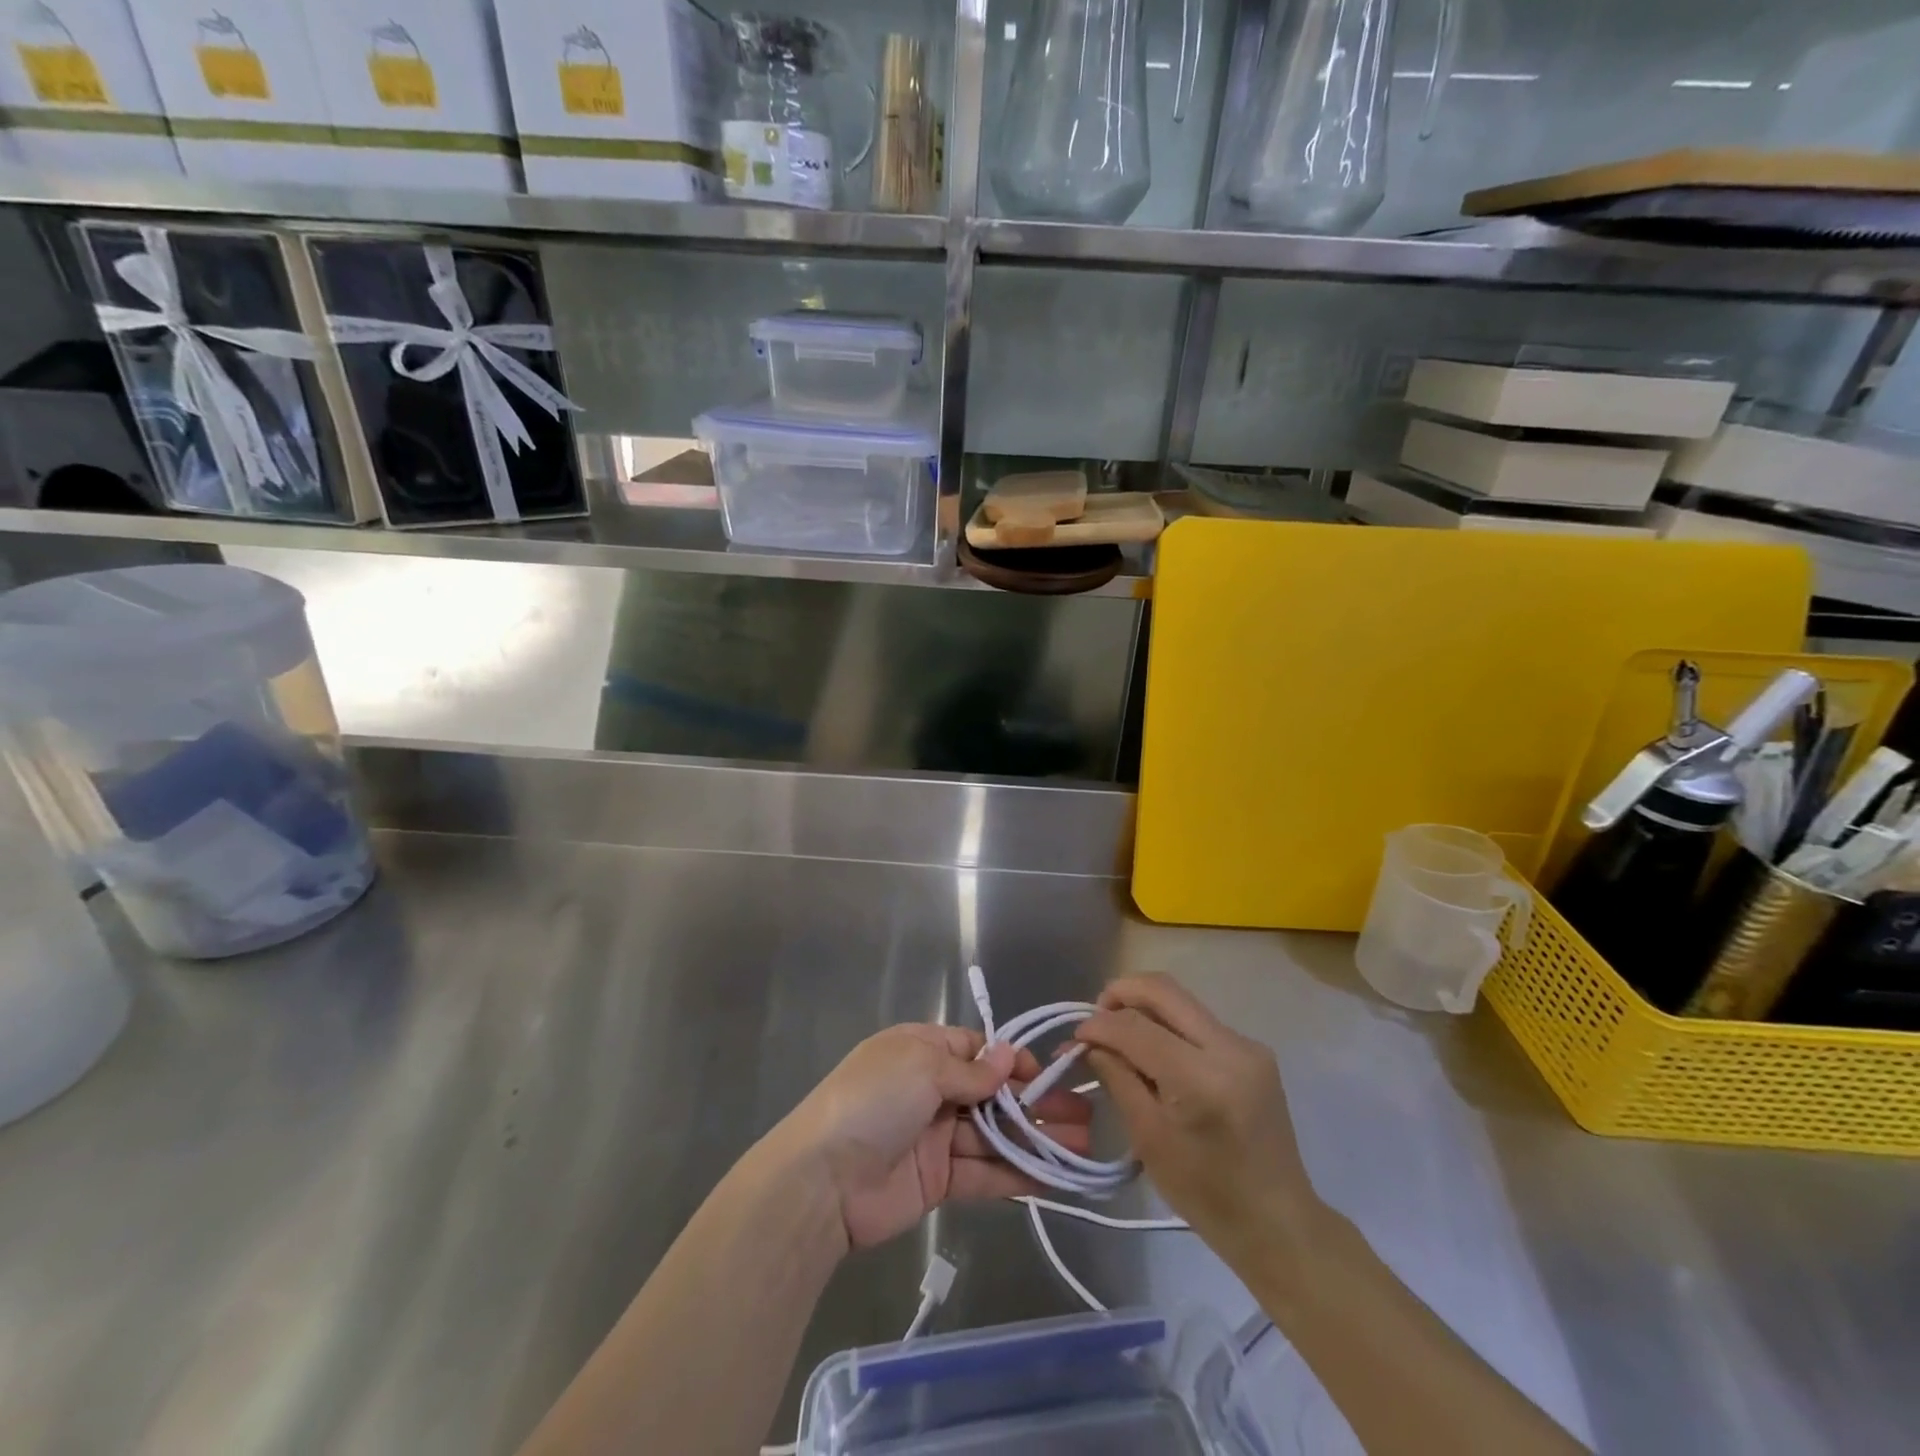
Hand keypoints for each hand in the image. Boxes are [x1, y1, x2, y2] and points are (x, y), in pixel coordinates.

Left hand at [773, 1024, 1093, 1251]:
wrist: (823, 1179)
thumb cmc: (873, 1100)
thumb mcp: (921, 1067)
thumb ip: (970, 1071)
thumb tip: (1008, 1057)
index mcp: (921, 1051)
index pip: (977, 1051)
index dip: (1013, 1062)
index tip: (1049, 1075)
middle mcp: (931, 1090)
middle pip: (993, 1094)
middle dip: (1035, 1103)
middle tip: (1084, 1115)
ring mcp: (935, 1137)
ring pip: (995, 1135)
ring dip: (1035, 1140)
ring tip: (1082, 1147)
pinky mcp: (938, 1181)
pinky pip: (984, 1173)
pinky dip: (1016, 1174)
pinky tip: (1053, 1176)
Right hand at [1075, 974, 1318, 1274]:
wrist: (1278, 1222)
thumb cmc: (1207, 1195)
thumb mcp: (1149, 1139)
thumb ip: (1118, 1078)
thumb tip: (1088, 1043)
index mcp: (1202, 1080)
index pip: (1136, 1027)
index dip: (1098, 1025)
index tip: (1074, 1037)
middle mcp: (1229, 1048)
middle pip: (1163, 990)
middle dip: (1120, 993)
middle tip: (1094, 1016)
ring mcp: (1247, 1045)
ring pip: (1181, 1000)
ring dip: (1143, 1007)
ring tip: (1117, 1033)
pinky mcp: (1253, 1050)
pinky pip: (1197, 1020)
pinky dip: (1167, 1024)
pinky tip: (1152, 1050)